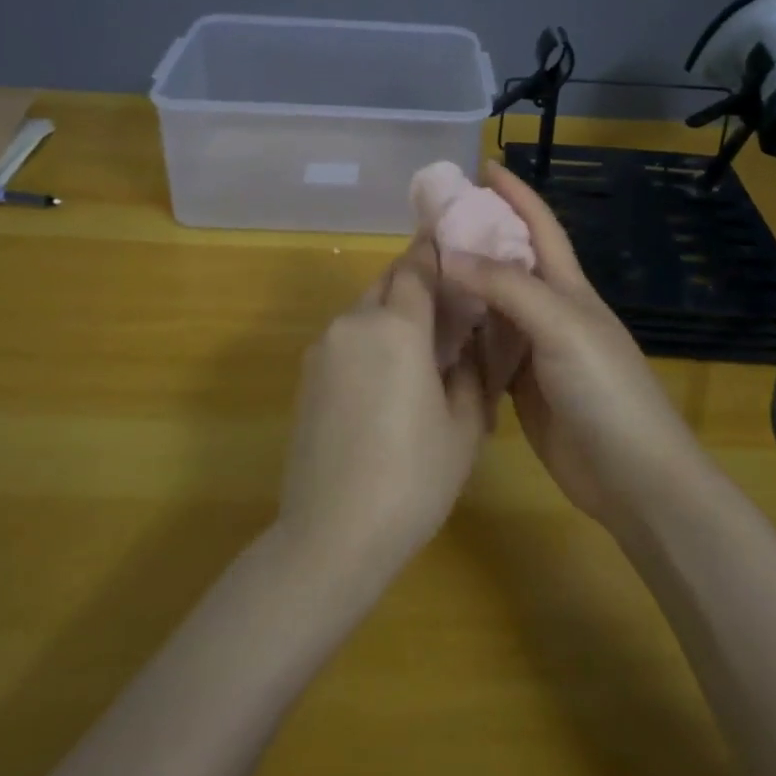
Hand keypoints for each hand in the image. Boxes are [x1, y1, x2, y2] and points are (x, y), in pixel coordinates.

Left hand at [277, 239, 496, 582]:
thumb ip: (468, 371)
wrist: (332, 533)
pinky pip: (345, 340)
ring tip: (419, 350)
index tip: (453, 241)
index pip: (416, 266)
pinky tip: (386, 381)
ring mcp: (323, 349)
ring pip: (364, 311)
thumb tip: (464, 344)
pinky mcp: (306, 377)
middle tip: (446, 304)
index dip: (434, 250)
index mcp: (396, 326)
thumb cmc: (413, 477)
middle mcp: (353, 323)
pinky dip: (369, 341)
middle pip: (386, 282)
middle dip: (415, 282)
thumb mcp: (463, 425)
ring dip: (391, 314)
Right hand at [438, 162, 708, 530]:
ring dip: (463, 283)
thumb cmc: (605, 389)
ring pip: (492, 304)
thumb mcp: (561, 326)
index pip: (540, 226)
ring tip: (419, 266)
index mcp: (568, 287)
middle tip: (428, 219)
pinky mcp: (520, 385)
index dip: (515, 194)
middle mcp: (550, 310)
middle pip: (510, 261)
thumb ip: (508, 288)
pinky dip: (460, 332)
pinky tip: (430, 326)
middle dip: (477, 234)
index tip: (483, 166)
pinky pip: (484, 348)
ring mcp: (534, 349)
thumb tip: (449, 254)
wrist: (631, 475)